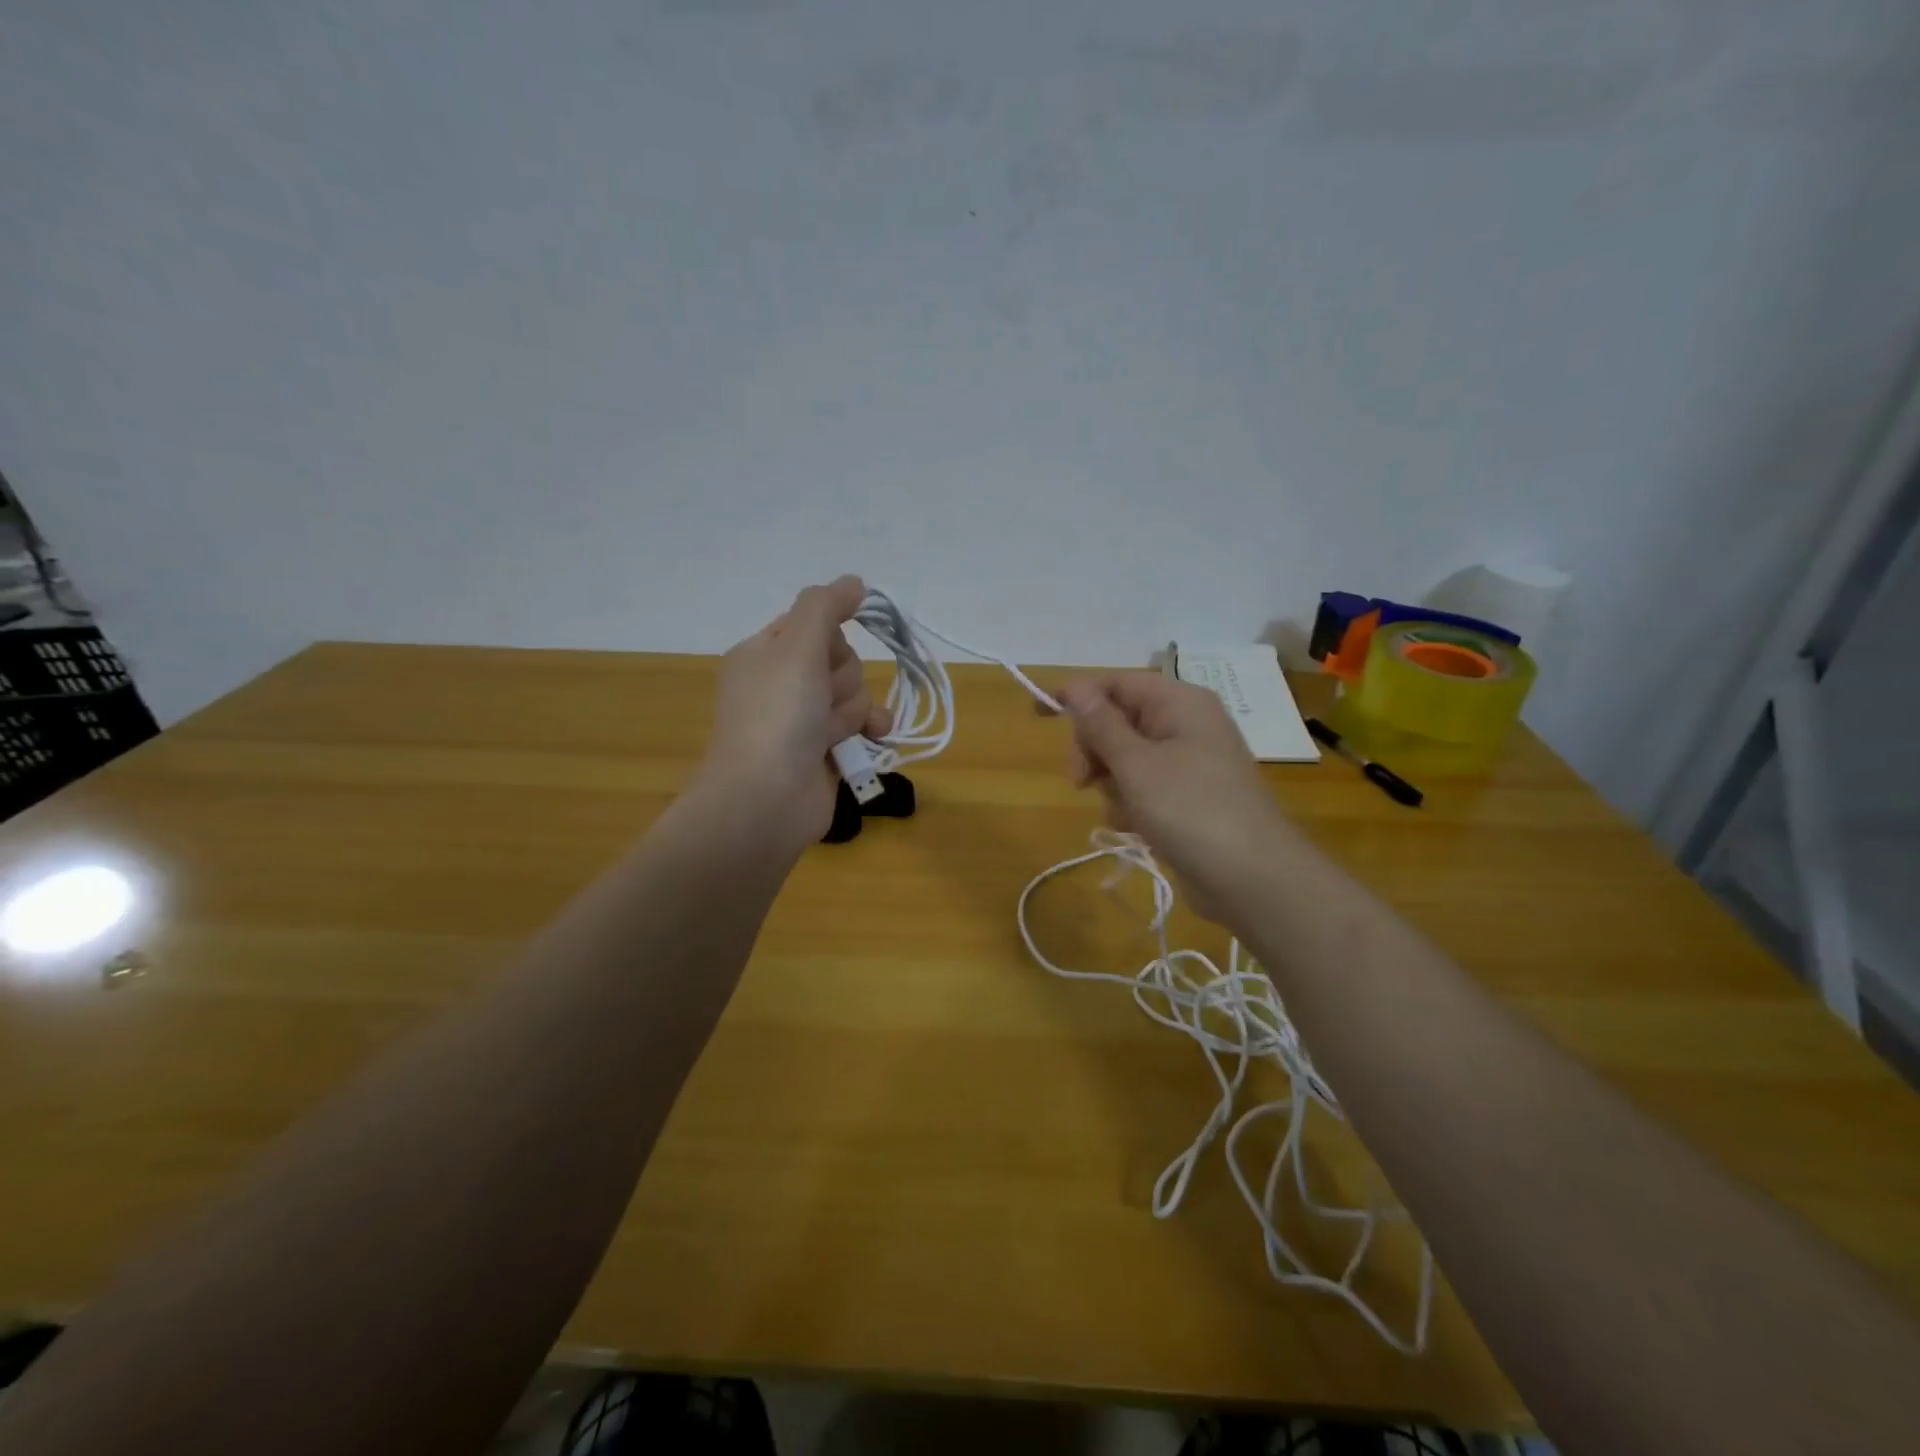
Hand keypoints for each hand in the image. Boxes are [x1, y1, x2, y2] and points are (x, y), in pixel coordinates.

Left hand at [701, 576, 891, 847]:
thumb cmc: (777, 716)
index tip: (828, 650)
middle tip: (821, 698)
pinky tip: (874, 737)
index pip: (811, 624)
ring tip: (834, 731)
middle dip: (842, 678)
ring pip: (853, 693)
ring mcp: (803, 722)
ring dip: (854, 709)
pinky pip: (861, 726)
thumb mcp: (796, 646)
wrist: (765, 800)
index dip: (828, 636)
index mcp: (763, 655)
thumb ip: (825, 606)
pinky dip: (869, 730)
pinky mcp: (824, 752)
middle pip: (839, 658)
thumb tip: (854, 582)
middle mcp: (781, 684)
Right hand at [1057, 674, 1290, 921]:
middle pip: (1117, 721)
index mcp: (1178, 702)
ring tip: (1125, 812)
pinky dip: (1131, 804)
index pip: (1115, 683)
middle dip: (1094, 750)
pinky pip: (1143, 787)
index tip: (1038, 714)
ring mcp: (1189, 762)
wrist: (1252, 878)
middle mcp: (1185, 724)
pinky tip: (1136, 827)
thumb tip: (1075, 686)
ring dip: (1112, 784)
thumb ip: (1101, 724)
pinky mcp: (1188, 797)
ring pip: (1125, 759)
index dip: (1075, 695)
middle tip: (1081, 780)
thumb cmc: (1190, 809)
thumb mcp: (1135, 764)